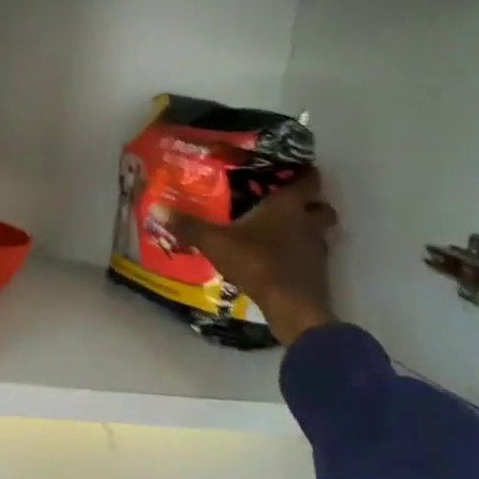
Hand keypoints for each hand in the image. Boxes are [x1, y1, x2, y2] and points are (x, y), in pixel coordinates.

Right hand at [170, 171, 339, 346]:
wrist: (293, 308)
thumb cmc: (258, 263)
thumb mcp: (216, 242)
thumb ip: (189, 226)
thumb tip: (155, 208)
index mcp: (288, 207)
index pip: (308, 180)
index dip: (305, 173)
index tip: (295, 170)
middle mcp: (308, 224)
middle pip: (322, 206)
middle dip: (311, 204)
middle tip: (289, 203)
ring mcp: (317, 251)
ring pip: (320, 233)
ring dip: (308, 231)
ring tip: (283, 233)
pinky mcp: (318, 275)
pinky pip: (312, 257)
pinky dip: (302, 256)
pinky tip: (281, 261)